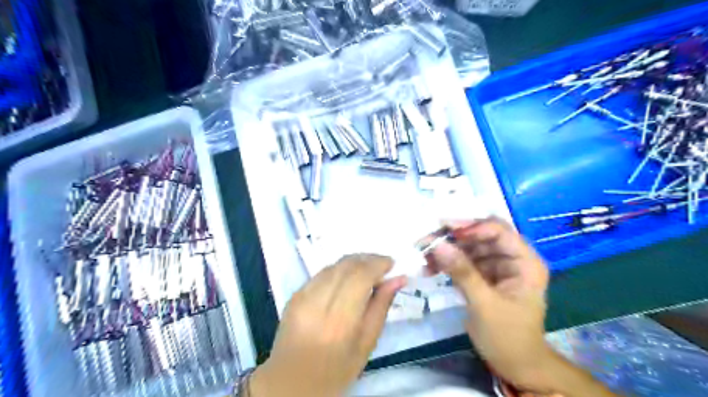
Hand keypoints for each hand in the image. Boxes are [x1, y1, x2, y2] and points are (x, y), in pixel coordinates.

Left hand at [248, 254, 405, 396]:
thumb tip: (398, 279)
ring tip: (368, 269)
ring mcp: (303, 296)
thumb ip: (381, 306)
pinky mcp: (294, 294)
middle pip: (346, 265)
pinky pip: (321, 273)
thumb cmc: (336, 370)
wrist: (291, 381)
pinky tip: (346, 278)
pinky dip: (338, 270)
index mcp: (340, 321)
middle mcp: (319, 302)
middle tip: (382, 264)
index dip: (378, 263)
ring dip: (354, 262)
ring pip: (333, 265)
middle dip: (368, 259)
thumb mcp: (366, 344)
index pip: (360, 276)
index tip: (392, 263)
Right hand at [422, 219, 554, 392]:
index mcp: (524, 262)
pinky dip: (447, 263)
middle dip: (453, 238)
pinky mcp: (484, 276)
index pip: (498, 231)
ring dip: (446, 250)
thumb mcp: (484, 304)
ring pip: (468, 247)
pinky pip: (463, 261)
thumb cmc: (507, 336)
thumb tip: (438, 245)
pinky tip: (430, 269)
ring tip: (424, 257)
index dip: (472, 227)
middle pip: (480, 236)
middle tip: (426, 241)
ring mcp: (497, 267)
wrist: (514, 366)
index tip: (444, 231)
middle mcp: (511, 259)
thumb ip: (462, 272)